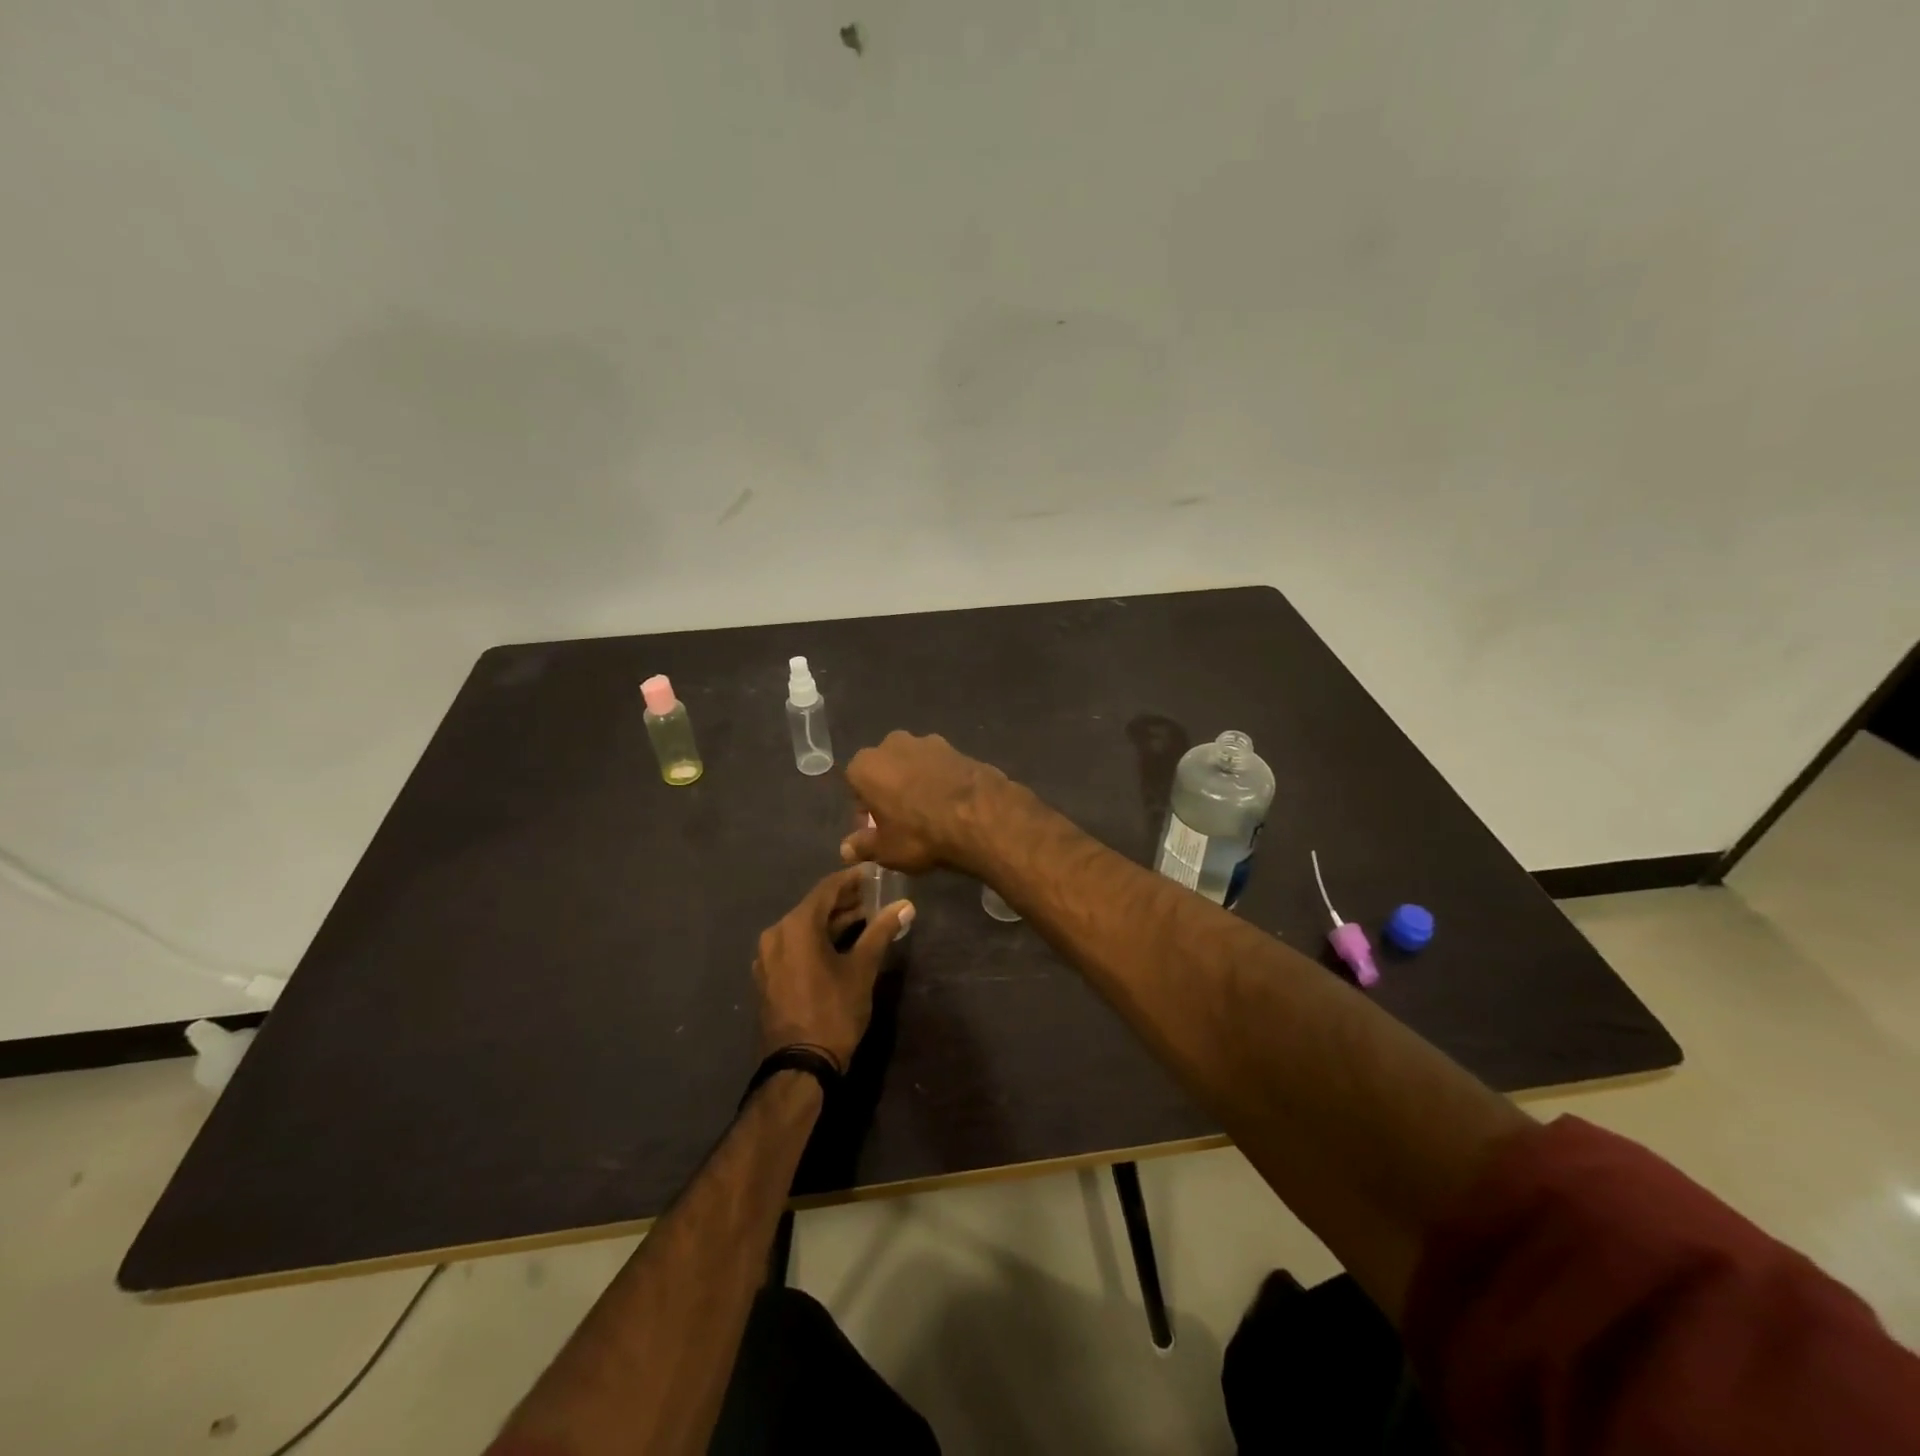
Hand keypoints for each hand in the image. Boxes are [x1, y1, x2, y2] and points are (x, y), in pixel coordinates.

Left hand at [754, 867, 912, 1072]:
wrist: (799, 1067)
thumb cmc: (833, 1011)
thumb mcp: (862, 969)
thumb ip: (881, 931)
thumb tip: (906, 906)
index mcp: (796, 926)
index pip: (827, 888)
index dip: (852, 879)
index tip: (874, 873)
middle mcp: (776, 934)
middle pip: (813, 907)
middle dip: (844, 901)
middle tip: (874, 897)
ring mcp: (767, 957)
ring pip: (803, 928)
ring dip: (831, 922)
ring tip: (864, 919)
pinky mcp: (768, 977)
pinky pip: (794, 946)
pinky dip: (816, 940)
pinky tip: (839, 945)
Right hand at [841, 731, 1009, 874]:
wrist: (980, 816)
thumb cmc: (919, 834)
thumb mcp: (886, 850)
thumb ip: (863, 846)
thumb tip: (846, 849)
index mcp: (866, 765)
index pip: (855, 784)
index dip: (865, 808)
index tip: (876, 828)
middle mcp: (893, 744)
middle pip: (885, 769)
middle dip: (889, 789)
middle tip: (902, 820)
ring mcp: (929, 742)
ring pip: (914, 764)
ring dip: (917, 782)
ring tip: (931, 812)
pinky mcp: (958, 748)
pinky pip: (941, 767)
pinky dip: (942, 780)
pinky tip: (953, 804)